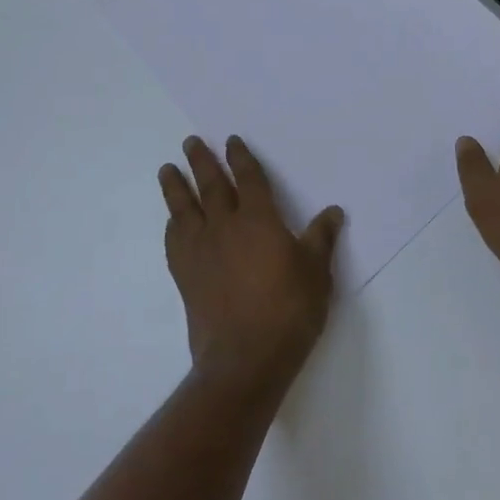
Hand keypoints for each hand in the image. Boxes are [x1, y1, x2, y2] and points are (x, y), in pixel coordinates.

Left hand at [159, 136, 341, 392]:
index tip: (231, 141)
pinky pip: (174, 241)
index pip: (249, 179)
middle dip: (201, 161)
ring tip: (166, 169)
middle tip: (190, 142)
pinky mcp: (186, 277)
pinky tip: (172, 222)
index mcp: (259, 220)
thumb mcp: (317, 272)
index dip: (241, 158)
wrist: (245, 359)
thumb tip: (333, 212)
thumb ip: (321, 239)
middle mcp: (226, 227)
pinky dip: (172, 226)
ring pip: (184, 209)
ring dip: (175, 187)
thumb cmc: (289, 310)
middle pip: (211, 186)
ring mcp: (201, 252)